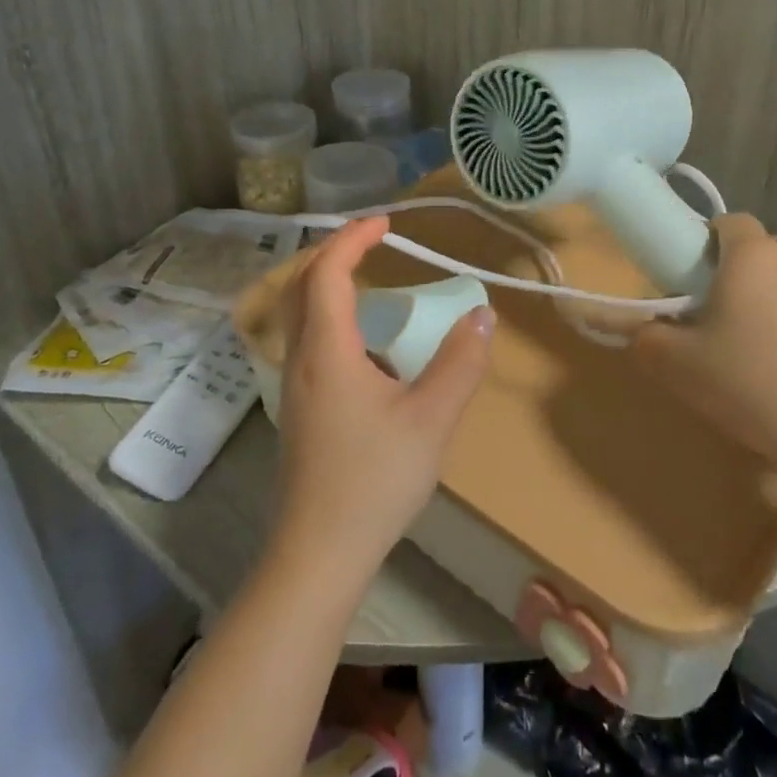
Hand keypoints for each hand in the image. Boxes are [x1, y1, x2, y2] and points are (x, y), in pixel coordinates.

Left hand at [270, 216, 494, 587]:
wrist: (319, 553)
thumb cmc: (374, 481)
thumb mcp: (432, 419)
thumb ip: (460, 363)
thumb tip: (482, 316)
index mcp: (327, 350)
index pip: (327, 272)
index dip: (353, 238)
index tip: (386, 223)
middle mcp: (301, 358)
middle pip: (301, 284)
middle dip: (333, 251)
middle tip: (372, 239)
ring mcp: (293, 384)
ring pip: (298, 312)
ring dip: (326, 281)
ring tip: (367, 276)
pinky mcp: (298, 407)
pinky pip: (306, 338)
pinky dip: (328, 313)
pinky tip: (363, 340)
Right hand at [631, 214, 776, 486]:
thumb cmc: (750, 387)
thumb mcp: (676, 366)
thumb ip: (644, 337)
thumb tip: (641, 328)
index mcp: (752, 257)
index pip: (729, 223)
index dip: (709, 245)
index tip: (698, 283)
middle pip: (763, 256)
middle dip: (743, 280)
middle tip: (725, 326)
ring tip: (769, 356)